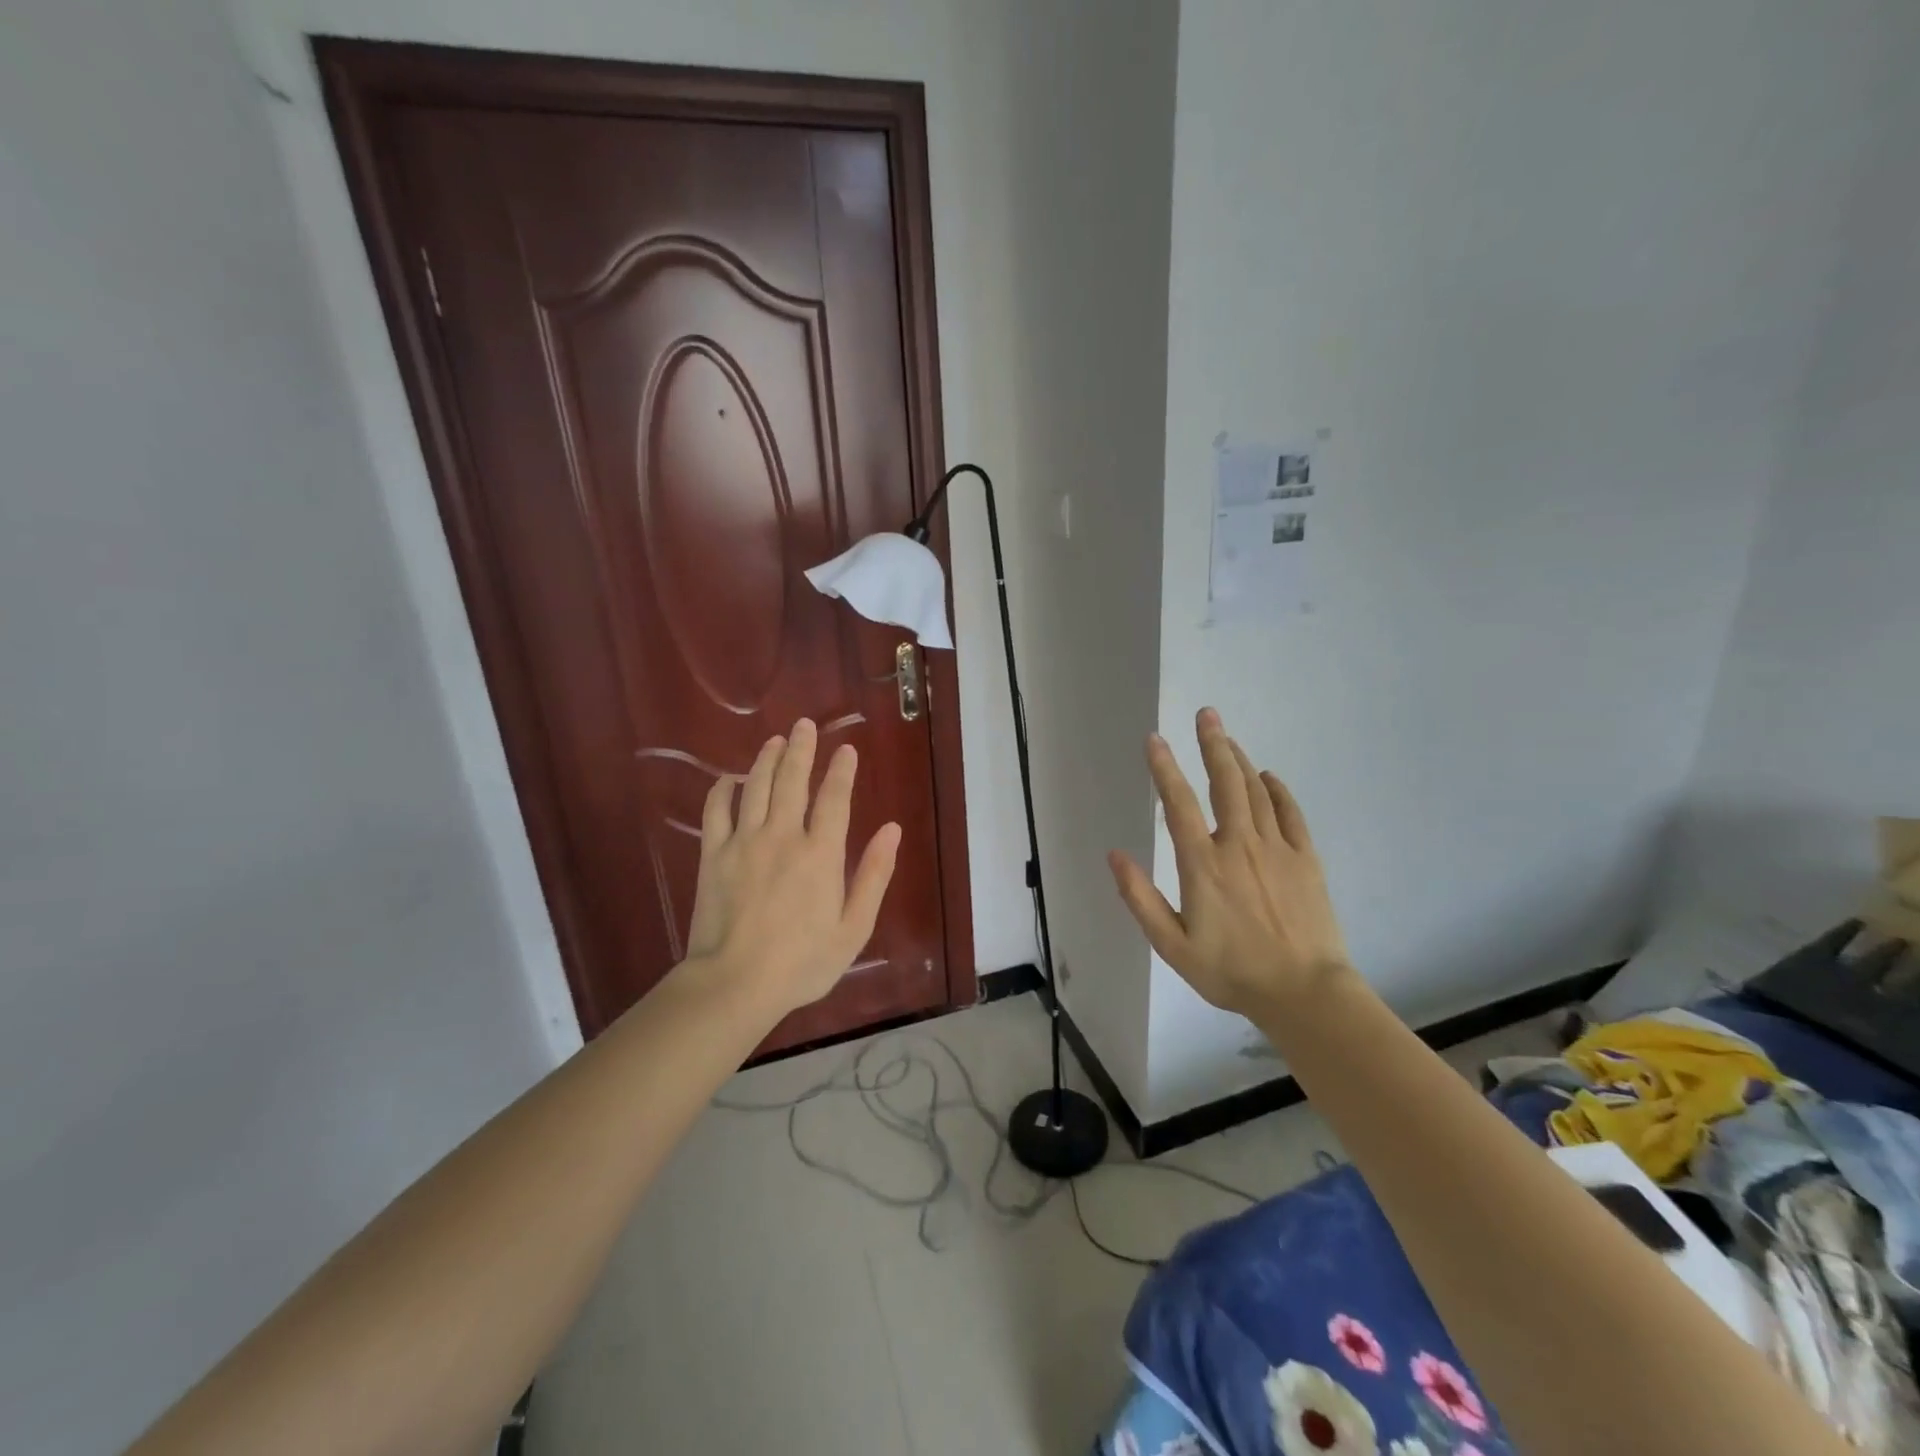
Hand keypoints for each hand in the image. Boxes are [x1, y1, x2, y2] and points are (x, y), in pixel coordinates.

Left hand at [682, 719, 901, 1019]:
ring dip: (767, 759)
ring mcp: (744, 842)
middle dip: (802, 748)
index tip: (846, 749)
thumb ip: (874, 875)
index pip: (834, 798)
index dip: (842, 770)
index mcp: (821, 853)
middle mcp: (783, 836)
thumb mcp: (854, 927)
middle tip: (804, 725)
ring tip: (775, 740)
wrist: (735, 983)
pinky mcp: (712, 855)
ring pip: (756, 786)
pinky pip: (716, 811)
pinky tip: (729, 779)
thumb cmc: (803, 962)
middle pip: (793, 780)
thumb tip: (892, 830)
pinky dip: (723, 790)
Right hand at [1108, 707, 1350, 1016]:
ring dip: (1239, 760)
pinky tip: (1268, 777)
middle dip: (1213, 744)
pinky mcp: (1305, 859)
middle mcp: (1239, 845)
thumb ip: (1141, 898)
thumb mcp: (1173, 945)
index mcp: (1203, 865)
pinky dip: (1277, 790)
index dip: (1165, 769)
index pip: (1179, 804)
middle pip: (1225, 783)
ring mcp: (1277, 849)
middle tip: (1207, 714)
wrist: (1304, 993)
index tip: (1156, 739)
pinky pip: (1290, 813)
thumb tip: (1116, 854)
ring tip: (1227, 738)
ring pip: (1256, 792)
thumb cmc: (1231, 972)